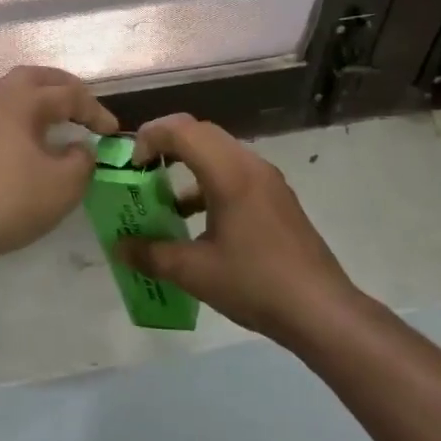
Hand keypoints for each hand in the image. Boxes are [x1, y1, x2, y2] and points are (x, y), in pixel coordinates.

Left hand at [0, 65, 119, 271]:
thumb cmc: (11, 201)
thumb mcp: (64, 184)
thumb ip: (82, 159)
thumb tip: (80, 148)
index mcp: (19, 100)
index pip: (67, 94)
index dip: (95, 111)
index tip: (113, 132)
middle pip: (33, 78)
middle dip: (62, 87)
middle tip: (83, 104)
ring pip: (9, 94)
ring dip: (36, 100)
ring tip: (57, 118)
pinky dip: (18, 119)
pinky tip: (26, 142)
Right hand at [117, 113, 354, 343]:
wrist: (321, 310)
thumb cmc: (255, 283)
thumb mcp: (194, 272)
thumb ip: (151, 254)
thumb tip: (119, 247)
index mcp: (229, 173)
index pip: (181, 129)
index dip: (149, 138)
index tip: (131, 167)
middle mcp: (250, 165)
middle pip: (200, 133)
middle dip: (165, 145)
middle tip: (141, 173)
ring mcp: (268, 180)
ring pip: (219, 152)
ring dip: (188, 164)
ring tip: (163, 198)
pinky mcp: (277, 198)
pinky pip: (235, 172)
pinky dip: (208, 182)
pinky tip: (197, 220)